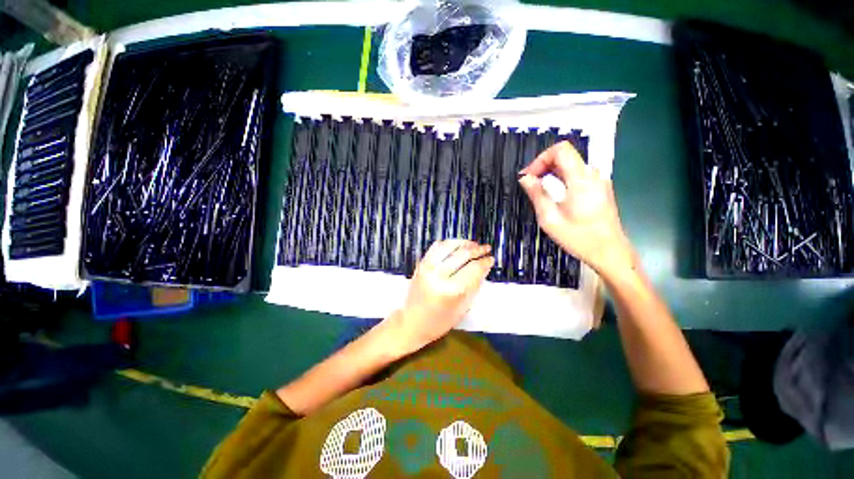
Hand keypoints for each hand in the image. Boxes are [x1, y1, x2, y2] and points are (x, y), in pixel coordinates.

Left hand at [388, 240, 493, 353]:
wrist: (411, 322)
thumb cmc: (440, 321)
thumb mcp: (462, 308)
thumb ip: (474, 285)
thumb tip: (485, 267)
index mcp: (451, 290)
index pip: (473, 269)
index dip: (484, 262)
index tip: (491, 259)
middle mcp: (438, 275)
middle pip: (462, 254)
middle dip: (477, 250)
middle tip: (486, 249)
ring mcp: (427, 267)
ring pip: (449, 246)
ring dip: (464, 243)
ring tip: (474, 244)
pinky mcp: (421, 264)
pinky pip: (436, 247)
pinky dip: (449, 243)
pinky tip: (457, 245)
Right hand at [519, 141, 633, 274]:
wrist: (610, 252)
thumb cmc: (579, 237)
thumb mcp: (550, 218)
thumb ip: (537, 194)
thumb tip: (525, 178)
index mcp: (581, 180)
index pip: (561, 150)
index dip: (541, 159)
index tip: (529, 177)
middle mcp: (592, 175)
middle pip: (565, 156)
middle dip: (544, 166)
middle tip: (530, 185)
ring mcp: (599, 181)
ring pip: (571, 166)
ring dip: (552, 174)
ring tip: (540, 191)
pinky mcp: (600, 189)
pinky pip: (578, 176)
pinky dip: (562, 180)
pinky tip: (555, 197)